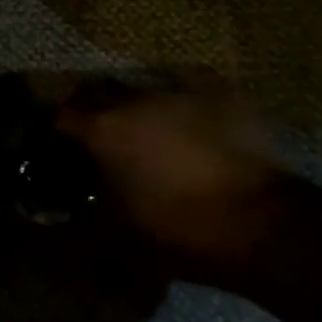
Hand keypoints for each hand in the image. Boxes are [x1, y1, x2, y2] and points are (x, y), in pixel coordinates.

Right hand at [56, 72, 282, 268]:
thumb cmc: (180, 229)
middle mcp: (135, 99)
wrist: (262, 223)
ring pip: (143, 88)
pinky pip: (186, 87)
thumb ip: (85, 216)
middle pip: (99, 91)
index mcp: (105, 130)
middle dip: (93, 108)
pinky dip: (178, 101)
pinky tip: (185, 119)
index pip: (63, 115)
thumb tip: (60, 218)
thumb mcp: (120, 234)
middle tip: (98, 133)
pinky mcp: (219, 91)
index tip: (60, 143)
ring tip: (145, 129)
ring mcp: (179, 91)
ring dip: (136, 106)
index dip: (59, 128)